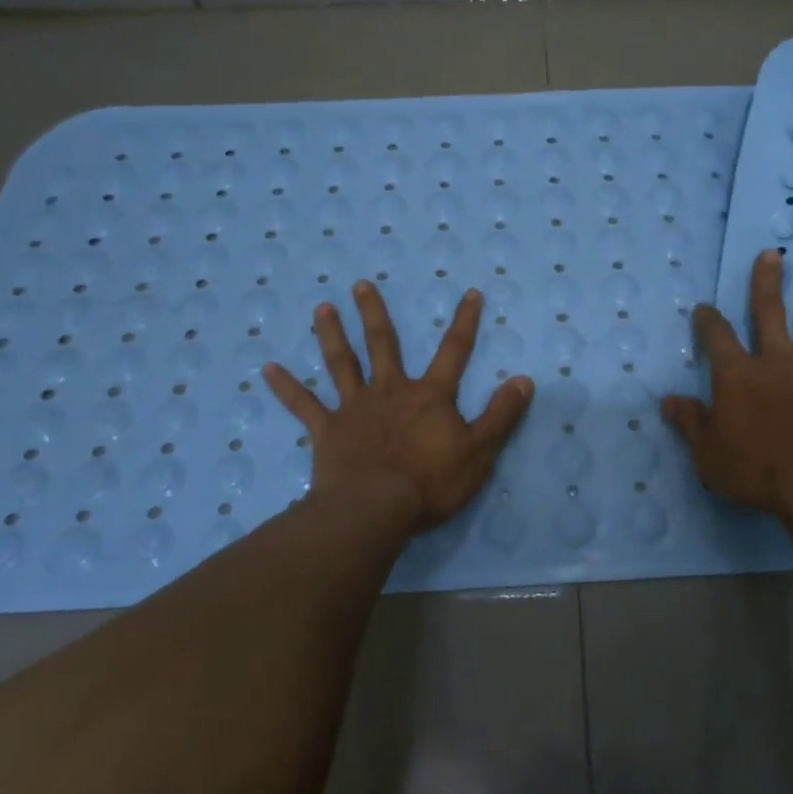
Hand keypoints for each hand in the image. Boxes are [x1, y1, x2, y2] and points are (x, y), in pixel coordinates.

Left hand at [263, 281, 533, 532]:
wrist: (375, 508)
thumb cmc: (431, 482)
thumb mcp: (480, 451)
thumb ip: (501, 414)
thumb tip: (525, 380)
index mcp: (429, 396)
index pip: (454, 351)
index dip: (465, 322)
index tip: (470, 292)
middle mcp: (390, 391)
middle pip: (383, 344)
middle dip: (375, 313)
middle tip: (361, 284)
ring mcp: (355, 408)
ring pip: (342, 363)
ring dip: (331, 334)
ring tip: (321, 307)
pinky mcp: (327, 431)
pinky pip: (303, 405)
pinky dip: (286, 387)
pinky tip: (267, 368)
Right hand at [663, 249, 792, 524]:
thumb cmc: (758, 472)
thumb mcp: (709, 454)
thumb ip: (690, 422)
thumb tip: (667, 400)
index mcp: (739, 377)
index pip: (717, 338)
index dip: (708, 321)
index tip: (704, 307)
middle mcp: (777, 362)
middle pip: (769, 313)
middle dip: (766, 282)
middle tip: (770, 253)